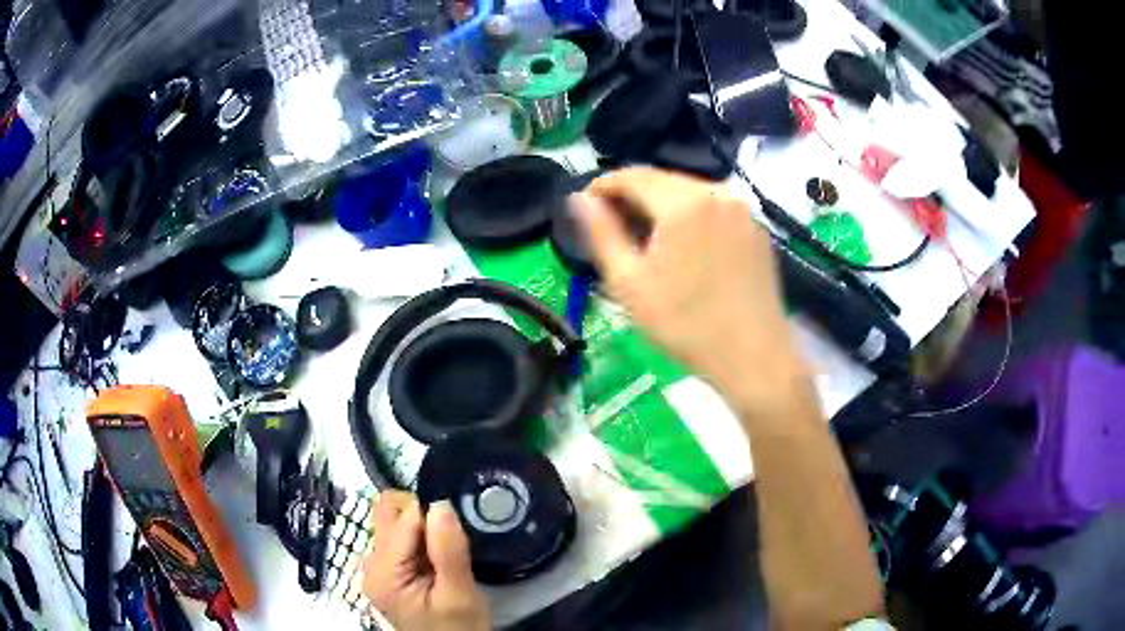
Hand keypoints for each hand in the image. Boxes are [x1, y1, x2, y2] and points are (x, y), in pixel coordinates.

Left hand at [362, 492, 490, 630]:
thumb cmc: (458, 629)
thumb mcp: (460, 595)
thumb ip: (449, 551)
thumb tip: (441, 504)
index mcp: (383, 571)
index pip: (403, 518)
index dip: (433, 518)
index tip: (458, 533)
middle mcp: (371, 563)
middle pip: (388, 512)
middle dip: (422, 515)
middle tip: (450, 542)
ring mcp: (378, 567)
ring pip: (395, 522)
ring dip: (423, 528)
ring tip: (446, 555)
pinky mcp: (389, 571)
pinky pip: (401, 538)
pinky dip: (422, 540)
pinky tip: (437, 562)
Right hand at [574, 168, 806, 406]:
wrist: (753, 356)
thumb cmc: (685, 324)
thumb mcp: (629, 282)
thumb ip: (601, 233)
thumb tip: (579, 199)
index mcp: (684, 202)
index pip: (632, 175)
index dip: (603, 186)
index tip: (585, 206)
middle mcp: (717, 192)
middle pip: (662, 180)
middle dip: (632, 196)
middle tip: (611, 226)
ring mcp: (742, 209)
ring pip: (689, 192)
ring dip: (660, 206)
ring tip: (644, 237)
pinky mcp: (756, 228)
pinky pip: (713, 208)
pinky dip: (690, 217)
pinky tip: (682, 246)